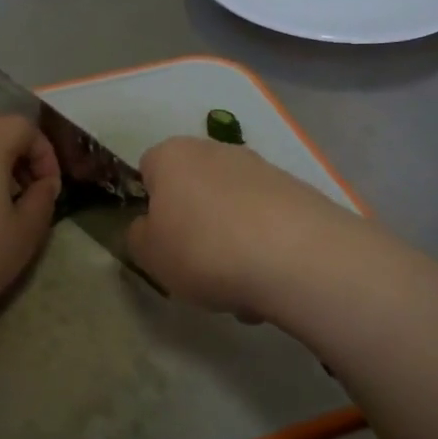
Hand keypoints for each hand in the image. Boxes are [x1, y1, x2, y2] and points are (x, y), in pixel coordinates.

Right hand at [126, 137, 364, 319]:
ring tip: (241, 288)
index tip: (159, 240)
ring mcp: (262, 168)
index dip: (150, 205)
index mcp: (173, 155)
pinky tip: (271, 282)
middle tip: (197, 268)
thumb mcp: (149, 254)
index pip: (148, 169)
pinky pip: (267, 223)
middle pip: (195, 190)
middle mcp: (217, 151)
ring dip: (231, 243)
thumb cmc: (204, 249)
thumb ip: (139, 237)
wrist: (296, 256)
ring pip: (232, 211)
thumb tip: (149, 227)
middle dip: (195, 226)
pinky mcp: (298, 192)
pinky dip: (264, 249)